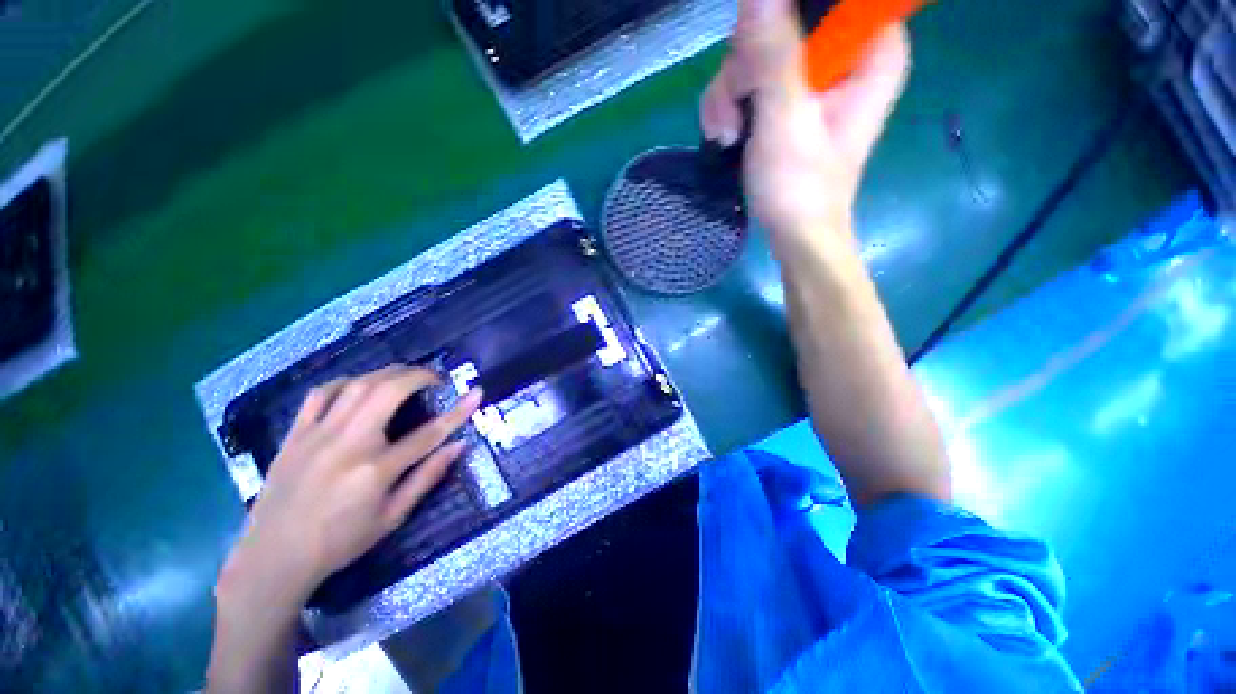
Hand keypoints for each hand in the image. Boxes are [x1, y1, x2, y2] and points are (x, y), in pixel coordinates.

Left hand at [217, 366, 481, 608]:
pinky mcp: (296, 434)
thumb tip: (458, 446)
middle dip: (419, 376)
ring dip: (388, 373)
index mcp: (376, 470)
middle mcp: (348, 444)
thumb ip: (427, 478)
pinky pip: (320, 394)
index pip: (429, 433)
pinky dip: (346, 382)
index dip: (459, 411)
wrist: (273, 556)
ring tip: (405, 376)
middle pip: (389, 392)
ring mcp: (318, 435)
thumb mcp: (392, 517)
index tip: (476, 393)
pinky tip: (359, 385)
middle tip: (436, 379)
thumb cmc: (339, 542)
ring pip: (358, 385)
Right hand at [700, 0, 910, 235]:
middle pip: (781, 21)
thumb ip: (774, 56)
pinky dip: (730, 107)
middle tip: (735, 114)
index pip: (827, 2)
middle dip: (744, 68)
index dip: (784, 17)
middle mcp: (844, 53)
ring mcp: (813, 76)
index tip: (757, 56)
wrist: (794, 234)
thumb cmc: (800, 189)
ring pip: (756, 52)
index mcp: (869, 50)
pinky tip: (726, 136)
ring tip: (727, 135)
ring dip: (730, 94)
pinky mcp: (789, 98)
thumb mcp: (786, 122)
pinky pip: (750, 80)